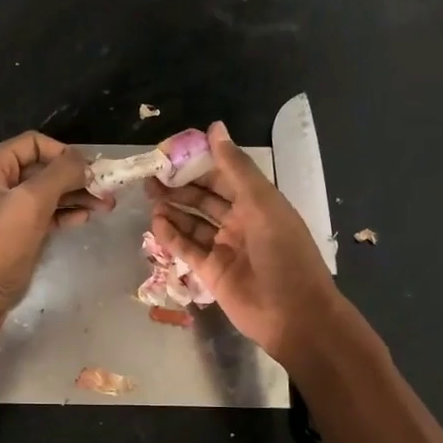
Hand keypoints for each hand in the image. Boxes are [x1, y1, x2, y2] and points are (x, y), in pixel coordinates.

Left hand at [0, 130, 105, 328]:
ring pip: (45, 193)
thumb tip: (83, 161)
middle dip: (75, 177)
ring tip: (105, 206)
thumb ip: (60, 175)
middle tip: (107, 190)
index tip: (91, 171)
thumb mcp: (30, 203)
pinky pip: (41, 215)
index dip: (64, 153)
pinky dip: (62, 214)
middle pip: (42, 169)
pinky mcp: (12, 234)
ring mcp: (3, 210)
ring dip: (75, 196)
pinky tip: (83, 218)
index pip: (34, 143)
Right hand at [147, 120, 342, 363]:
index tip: (171, 152)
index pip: (223, 175)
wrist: (293, 314)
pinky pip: (187, 249)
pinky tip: (156, 223)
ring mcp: (224, 248)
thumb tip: (214, 128)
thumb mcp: (262, 203)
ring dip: (173, 209)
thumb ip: (235, 167)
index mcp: (258, 202)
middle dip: (179, 186)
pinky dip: (171, 236)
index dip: (198, 163)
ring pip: (192, 223)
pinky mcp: (210, 272)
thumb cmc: (284, 253)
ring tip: (149, 197)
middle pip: (204, 199)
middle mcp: (240, 222)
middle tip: (151, 177)